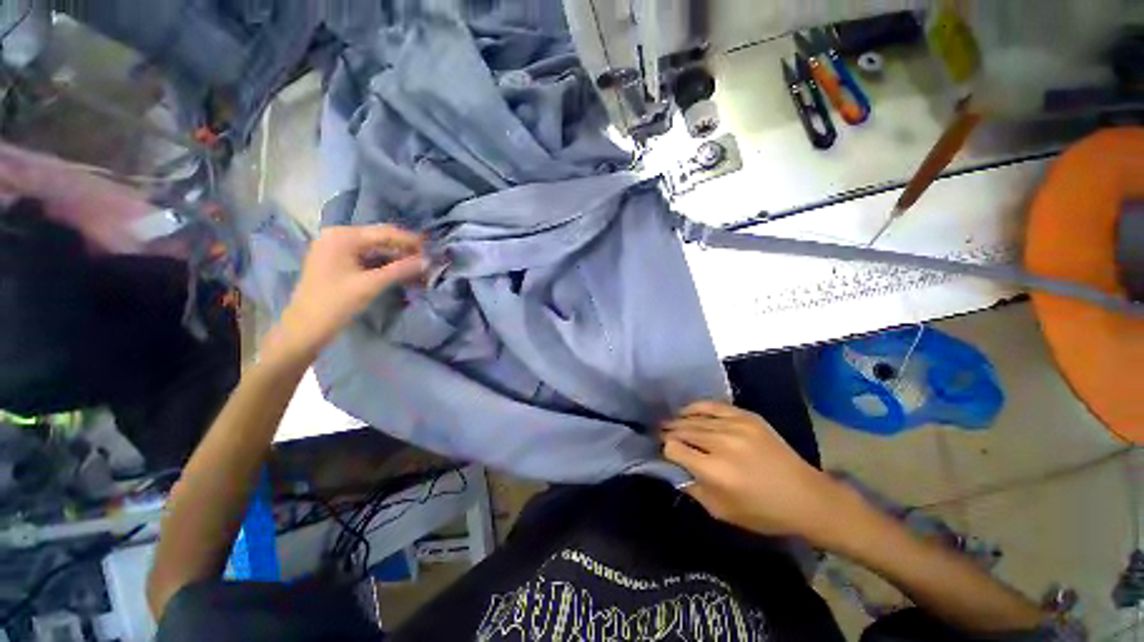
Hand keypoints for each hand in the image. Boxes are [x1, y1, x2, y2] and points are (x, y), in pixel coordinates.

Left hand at [271, 225, 425, 358]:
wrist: (305, 328)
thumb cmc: (335, 303)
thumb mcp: (371, 285)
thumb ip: (401, 270)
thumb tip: (428, 261)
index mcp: (343, 236)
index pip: (385, 233)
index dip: (410, 241)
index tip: (432, 249)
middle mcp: (338, 236)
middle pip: (380, 239)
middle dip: (404, 251)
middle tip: (427, 261)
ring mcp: (336, 249)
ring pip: (375, 250)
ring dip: (397, 259)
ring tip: (418, 269)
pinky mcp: (337, 262)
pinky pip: (367, 258)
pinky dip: (385, 265)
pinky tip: (401, 273)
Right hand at [663, 401, 856, 545]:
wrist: (806, 497)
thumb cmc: (763, 512)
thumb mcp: (721, 511)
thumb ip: (692, 488)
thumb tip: (673, 468)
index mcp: (714, 470)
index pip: (674, 448)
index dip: (666, 450)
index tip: (666, 454)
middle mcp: (721, 443)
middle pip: (682, 430)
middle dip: (668, 432)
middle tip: (660, 434)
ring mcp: (735, 426)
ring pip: (694, 417)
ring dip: (678, 421)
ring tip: (670, 423)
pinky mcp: (747, 416)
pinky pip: (713, 406)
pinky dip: (696, 407)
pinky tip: (687, 410)